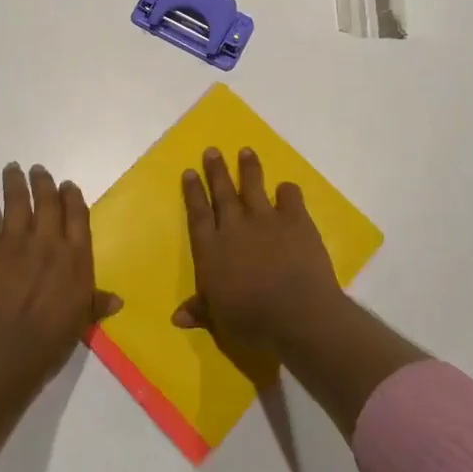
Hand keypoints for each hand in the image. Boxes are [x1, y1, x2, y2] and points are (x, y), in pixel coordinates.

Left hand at [0, 163, 120, 395]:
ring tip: (13, 168)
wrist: (1, 355)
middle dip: (43, 182)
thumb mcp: (79, 323)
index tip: (66, 185)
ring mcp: (13, 242)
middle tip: (37, 170)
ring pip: (17, 200)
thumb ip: (95, 303)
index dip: (71, 196)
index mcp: (75, 257)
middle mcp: (47, 241)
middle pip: (47, 201)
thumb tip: (118, 299)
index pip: (77, 215)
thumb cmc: (47, 344)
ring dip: (15, 181)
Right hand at [174, 147, 346, 377]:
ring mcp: (266, 220)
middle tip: (212, 150)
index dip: (193, 192)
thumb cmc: (252, 321)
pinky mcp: (295, 220)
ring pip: (253, 186)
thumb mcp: (219, 320)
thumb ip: (200, 310)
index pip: (198, 214)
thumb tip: (176, 317)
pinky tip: (287, 187)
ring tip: (246, 151)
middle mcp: (235, 227)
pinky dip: (288, 191)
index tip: (189, 172)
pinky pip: (290, 197)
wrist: (297, 314)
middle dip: (216, 170)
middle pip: (222, 193)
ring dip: (249, 168)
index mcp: (212, 250)